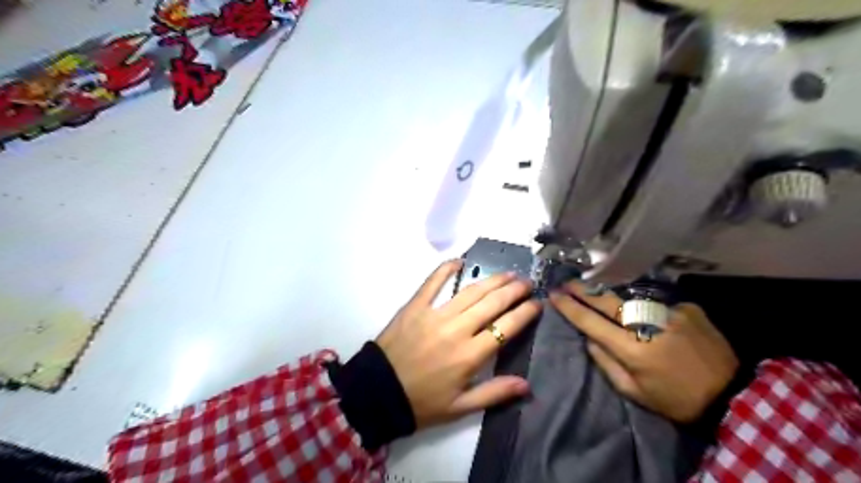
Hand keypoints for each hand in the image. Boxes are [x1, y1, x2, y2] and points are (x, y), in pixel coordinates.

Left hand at [376, 262, 539, 427]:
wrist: (377, 392)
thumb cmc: (421, 402)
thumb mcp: (460, 408)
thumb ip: (494, 393)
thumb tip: (526, 385)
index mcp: (470, 355)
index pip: (506, 327)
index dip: (525, 313)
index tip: (537, 303)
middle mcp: (457, 330)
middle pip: (492, 304)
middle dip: (513, 291)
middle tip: (526, 282)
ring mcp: (435, 315)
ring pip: (470, 292)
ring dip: (491, 280)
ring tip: (507, 273)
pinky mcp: (415, 306)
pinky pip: (432, 283)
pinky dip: (446, 269)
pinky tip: (460, 260)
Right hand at [547, 280, 735, 419]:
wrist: (732, 395)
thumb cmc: (676, 399)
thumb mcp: (635, 392)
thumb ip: (607, 364)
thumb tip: (589, 339)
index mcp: (633, 349)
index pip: (592, 322)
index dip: (570, 307)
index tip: (554, 295)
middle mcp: (649, 325)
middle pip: (607, 301)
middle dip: (584, 290)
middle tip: (568, 282)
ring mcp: (671, 312)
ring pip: (631, 297)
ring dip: (611, 294)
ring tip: (597, 289)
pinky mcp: (689, 308)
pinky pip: (657, 302)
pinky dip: (646, 306)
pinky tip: (647, 312)